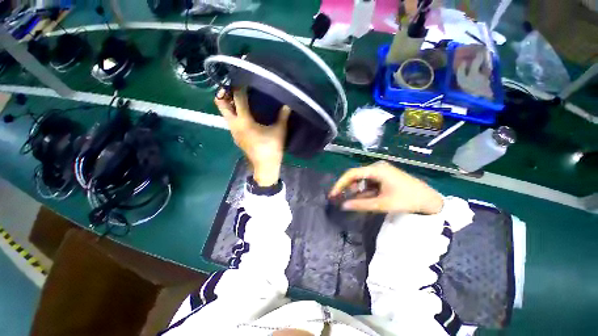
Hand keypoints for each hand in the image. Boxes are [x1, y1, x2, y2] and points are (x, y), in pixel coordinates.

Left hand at [215, 88, 290, 186]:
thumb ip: (283, 116)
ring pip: (225, 114)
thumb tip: (288, 104)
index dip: (239, 87)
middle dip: (224, 93)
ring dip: (229, 104)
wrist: (265, 166)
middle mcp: (234, 125)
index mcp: (245, 121)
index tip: (242, 78)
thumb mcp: (279, 131)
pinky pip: (231, 121)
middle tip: (234, 87)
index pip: (237, 99)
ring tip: (240, 98)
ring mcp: (233, 132)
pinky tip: (245, 114)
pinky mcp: (236, 137)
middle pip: (221, 104)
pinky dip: (234, 114)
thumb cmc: (272, 148)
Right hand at [329, 161, 443, 214]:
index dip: (340, 184)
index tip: (332, 194)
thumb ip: (360, 205)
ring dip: (356, 190)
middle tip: (339, 199)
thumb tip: (342, 206)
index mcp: (376, 170)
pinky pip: (369, 182)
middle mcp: (376, 167)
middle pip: (355, 176)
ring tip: (354, 201)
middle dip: (347, 188)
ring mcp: (380, 171)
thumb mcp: (382, 204)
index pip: (351, 174)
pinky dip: (365, 191)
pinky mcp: (383, 176)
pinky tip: (365, 199)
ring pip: (361, 180)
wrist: (430, 200)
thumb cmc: (407, 200)